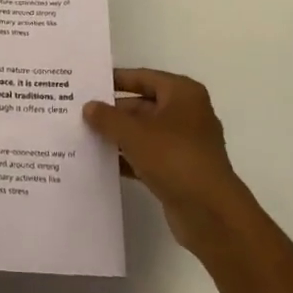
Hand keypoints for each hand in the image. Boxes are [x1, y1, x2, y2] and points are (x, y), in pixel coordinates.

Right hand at [85, 68, 251, 255]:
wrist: (211, 214)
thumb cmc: (175, 158)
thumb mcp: (134, 133)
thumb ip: (108, 117)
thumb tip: (89, 107)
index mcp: (182, 93)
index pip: (143, 77)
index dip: (116, 80)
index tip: (89, 82)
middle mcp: (187, 114)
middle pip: (143, 105)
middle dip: (114, 112)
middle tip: (80, 113)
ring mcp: (184, 144)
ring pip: (144, 133)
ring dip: (119, 136)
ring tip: (85, 136)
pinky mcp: (180, 171)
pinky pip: (148, 156)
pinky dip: (129, 158)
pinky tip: (102, 162)